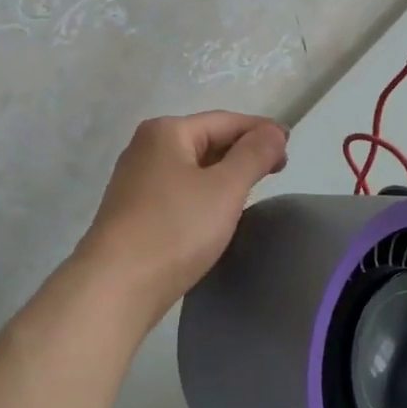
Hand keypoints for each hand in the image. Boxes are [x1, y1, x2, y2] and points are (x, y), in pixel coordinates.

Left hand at [77, 112, 289, 314]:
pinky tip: (217, 212)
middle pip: (207, 140)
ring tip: (253, 190)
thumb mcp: (225, 188)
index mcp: (166, 132)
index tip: (290, 147)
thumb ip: (254, 154)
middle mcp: (146, 148)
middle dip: (243, 152)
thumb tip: (273, 132)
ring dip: (224, 174)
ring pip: (193, 168)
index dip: (261, 131)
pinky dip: (204, 194)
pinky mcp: (133, 211)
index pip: (226, 120)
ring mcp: (135, 181)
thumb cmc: (175, 229)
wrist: (116, 286)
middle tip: (278, 170)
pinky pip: (179, 191)